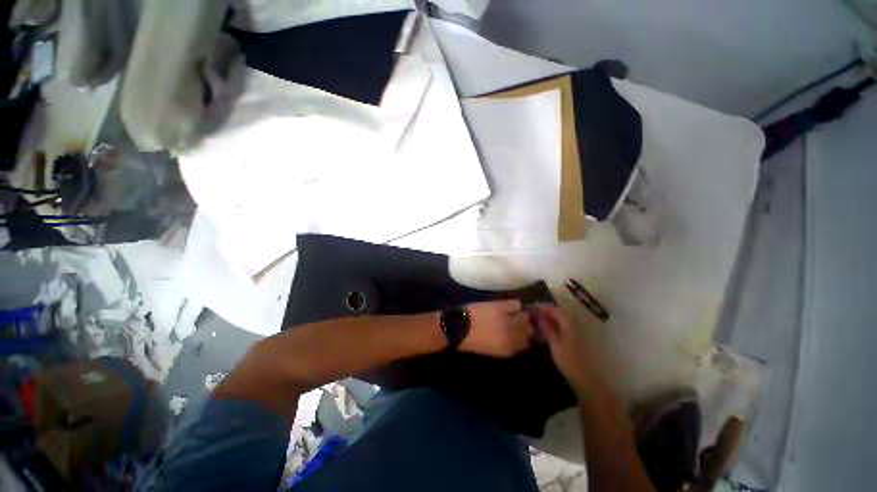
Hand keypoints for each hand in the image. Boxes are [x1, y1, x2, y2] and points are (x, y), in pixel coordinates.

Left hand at [459, 300, 532, 356]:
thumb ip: (508, 346)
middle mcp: (511, 335)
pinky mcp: (501, 307)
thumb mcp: (492, 350)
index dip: (525, 337)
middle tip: (517, 321)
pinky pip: (516, 304)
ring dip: (520, 314)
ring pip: (524, 316)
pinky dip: (514, 304)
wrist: (458, 326)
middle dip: (524, 325)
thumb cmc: (472, 340)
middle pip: (528, 329)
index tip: (521, 332)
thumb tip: (519, 340)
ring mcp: (507, 320)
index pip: (526, 343)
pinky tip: (508, 306)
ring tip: (513, 312)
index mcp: (508, 349)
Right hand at [534, 305, 602, 393]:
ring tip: (537, 320)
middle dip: (545, 311)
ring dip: (550, 317)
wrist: (586, 378)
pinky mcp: (576, 337)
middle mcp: (574, 323)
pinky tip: (547, 328)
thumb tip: (538, 314)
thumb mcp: (554, 343)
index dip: (542, 307)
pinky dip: (555, 323)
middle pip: (558, 312)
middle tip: (532, 313)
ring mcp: (576, 329)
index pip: (554, 309)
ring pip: (561, 318)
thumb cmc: (568, 360)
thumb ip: (547, 327)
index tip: (530, 308)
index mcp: (568, 323)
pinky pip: (563, 324)